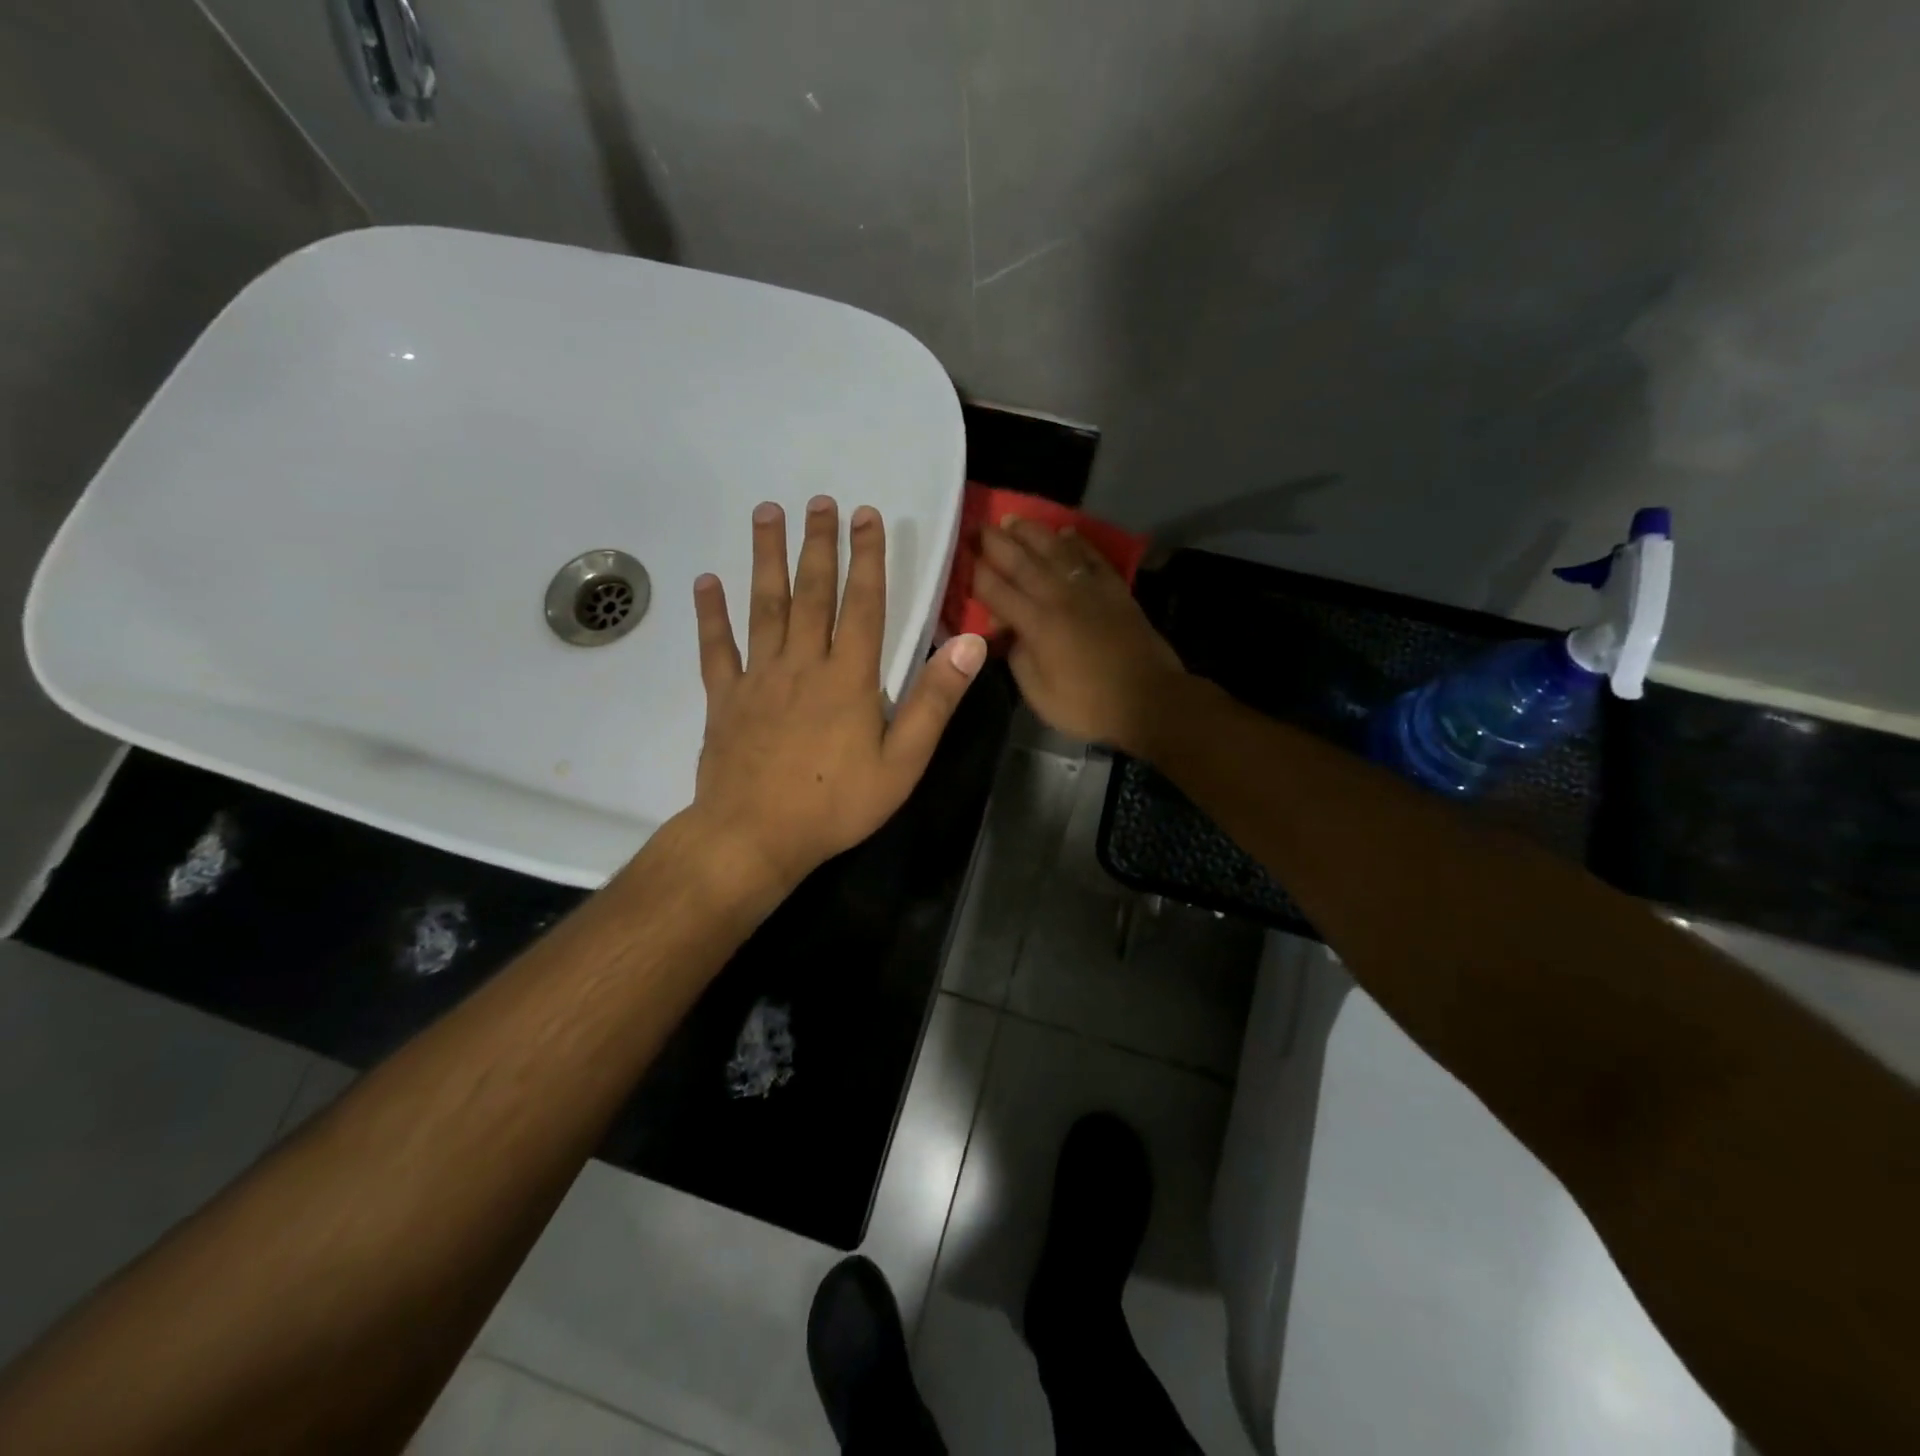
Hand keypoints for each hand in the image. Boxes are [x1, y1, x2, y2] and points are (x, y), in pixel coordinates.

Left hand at [682, 496, 987, 897]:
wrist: (756, 836)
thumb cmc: (836, 804)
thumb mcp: (903, 761)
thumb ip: (935, 700)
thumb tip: (969, 643)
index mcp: (848, 677)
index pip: (862, 604)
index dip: (868, 557)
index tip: (867, 515)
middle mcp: (802, 664)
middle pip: (812, 592)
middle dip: (819, 544)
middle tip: (818, 501)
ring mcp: (758, 678)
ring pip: (763, 606)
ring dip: (766, 558)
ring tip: (767, 514)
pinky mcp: (724, 699)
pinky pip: (716, 648)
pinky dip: (711, 614)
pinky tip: (707, 581)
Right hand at [973, 518, 1187, 753]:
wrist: (1150, 700)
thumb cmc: (1088, 705)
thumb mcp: (1039, 694)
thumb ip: (1019, 659)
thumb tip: (1011, 633)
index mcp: (1037, 624)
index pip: (997, 591)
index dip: (975, 573)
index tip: (959, 555)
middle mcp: (1060, 598)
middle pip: (1022, 562)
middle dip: (996, 542)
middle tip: (976, 525)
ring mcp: (1091, 590)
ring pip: (1057, 550)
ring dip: (1033, 533)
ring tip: (1014, 519)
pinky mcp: (1116, 591)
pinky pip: (1093, 558)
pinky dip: (1078, 542)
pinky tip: (1066, 532)